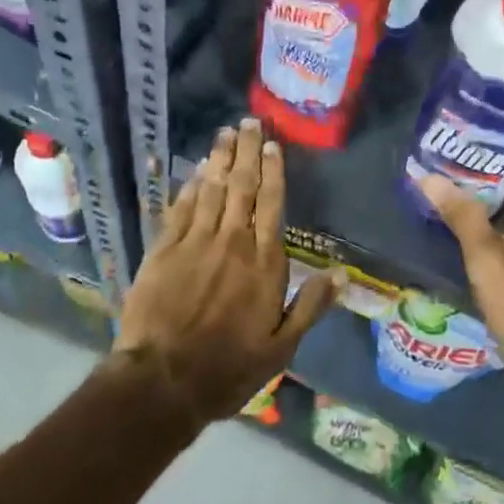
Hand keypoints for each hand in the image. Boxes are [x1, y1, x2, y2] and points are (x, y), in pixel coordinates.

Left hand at [116, 119, 339, 427]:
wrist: (162, 381)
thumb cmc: (228, 368)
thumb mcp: (280, 347)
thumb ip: (311, 306)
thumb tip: (341, 274)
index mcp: (264, 262)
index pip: (272, 204)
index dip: (273, 171)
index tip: (273, 145)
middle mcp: (232, 242)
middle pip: (242, 186)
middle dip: (247, 151)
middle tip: (249, 122)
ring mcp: (195, 242)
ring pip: (211, 189)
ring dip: (219, 158)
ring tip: (226, 132)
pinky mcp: (164, 250)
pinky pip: (181, 208)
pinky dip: (190, 185)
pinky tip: (196, 169)